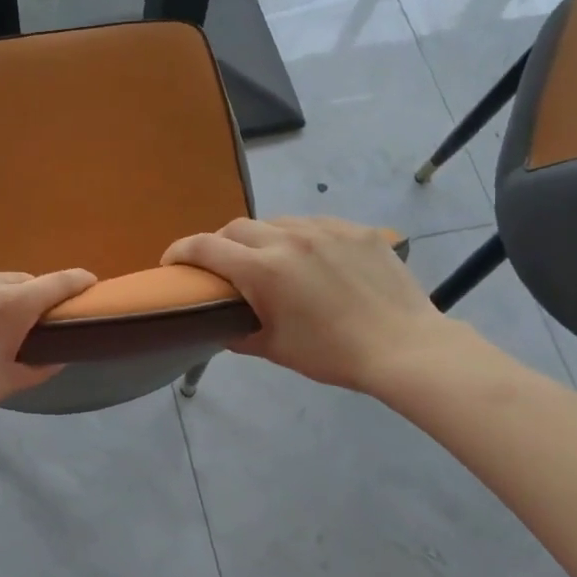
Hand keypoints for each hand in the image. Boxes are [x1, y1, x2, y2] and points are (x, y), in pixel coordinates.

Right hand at [162, 216, 465, 396]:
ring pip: (276, 222)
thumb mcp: (275, 349)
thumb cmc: (333, 354)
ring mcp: (326, 229)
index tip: (171, 262)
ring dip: (261, 238)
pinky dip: (299, 238)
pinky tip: (311, 260)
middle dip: (220, 243)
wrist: (404, 347)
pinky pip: (314, 224)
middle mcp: (289, 238)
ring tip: (269, 261)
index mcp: (264, 269)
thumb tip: (221, 325)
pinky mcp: (355, 230)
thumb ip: (238, 332)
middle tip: (222, 266)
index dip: (180, 251)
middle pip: (237, 227)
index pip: (206, 247)